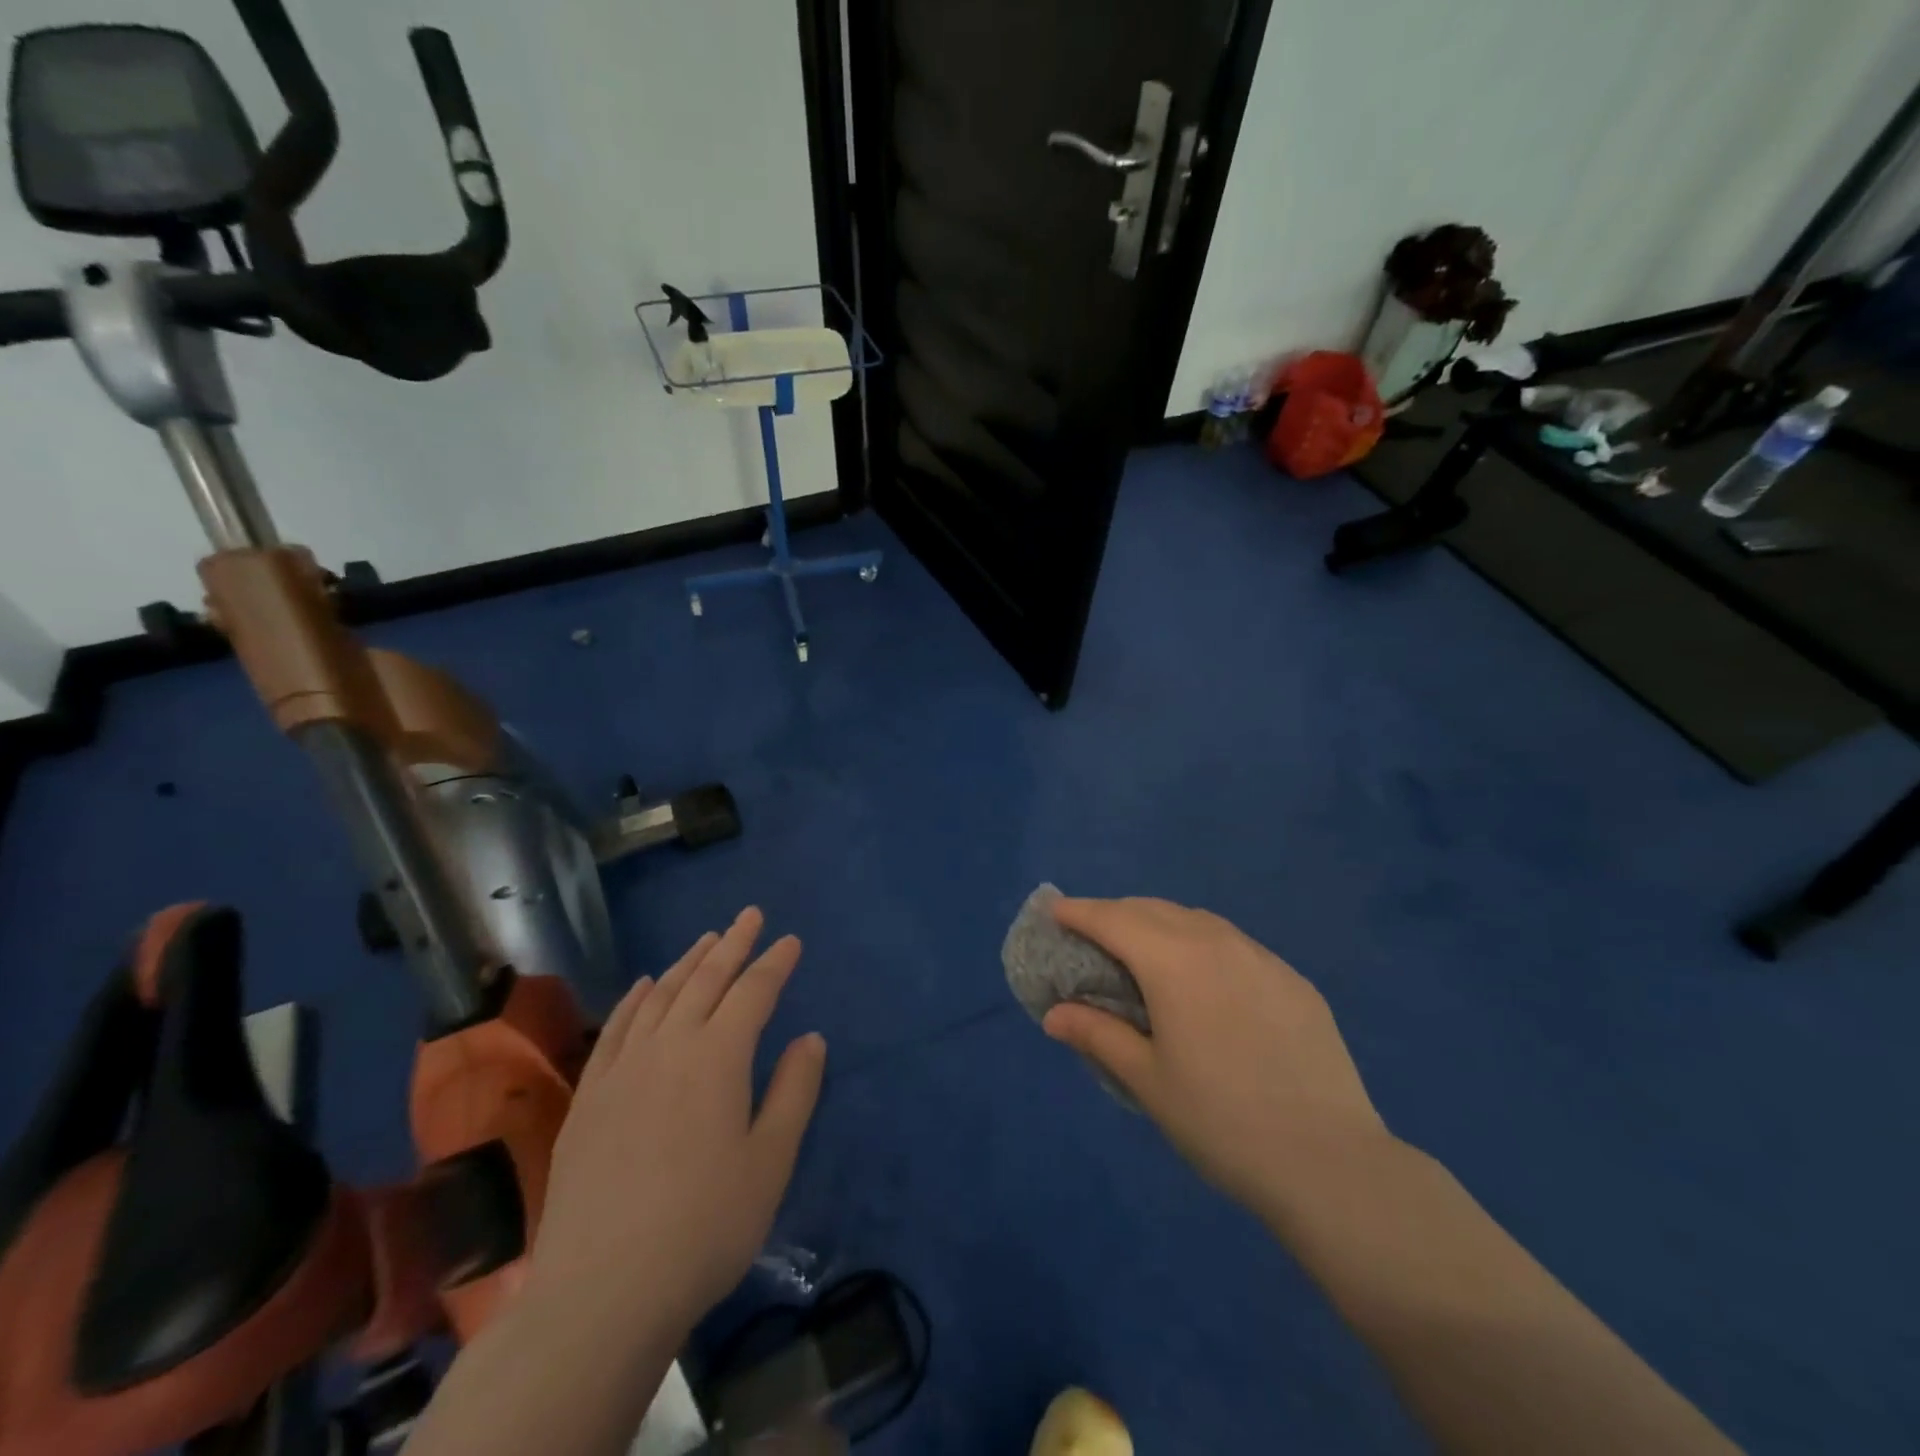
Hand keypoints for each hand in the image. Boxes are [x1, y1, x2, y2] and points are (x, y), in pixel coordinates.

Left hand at [526, 908, 826, 1337]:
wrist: (602, 1293)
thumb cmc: (704, 1227)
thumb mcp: (770, 1161)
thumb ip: (793, 1091)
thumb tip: (810, 1038)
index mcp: (718, 1058)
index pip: (753, 992)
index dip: (775, 963)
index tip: (791, 940)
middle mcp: (668, 1047)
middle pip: (705, 981)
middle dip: (732, 944)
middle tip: (749, 915)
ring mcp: (622, 1070)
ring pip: (659, 996)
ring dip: (687, 963)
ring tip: (706, 940)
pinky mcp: (589, 1097)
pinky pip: (614, 1029)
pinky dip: (634, 999)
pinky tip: (643, 987)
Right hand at [1044, 897, 1387, 1214]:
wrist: (1330, 1163)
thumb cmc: (1221, 1122)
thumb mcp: (1147, 1080)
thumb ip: (1097, 1035)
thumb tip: (1053, 1014)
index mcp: (1174, 962)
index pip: (1114, 919)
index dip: (1080, 912)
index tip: (1055, 911)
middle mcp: (1216, 942)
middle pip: (1153, 909)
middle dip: (1116, 913)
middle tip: (1092, 935)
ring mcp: (1261, 958)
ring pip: (1196, 920)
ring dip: (1160, 923)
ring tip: (1144, 951)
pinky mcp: (1293, 980)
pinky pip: (1234, 943)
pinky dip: (1202, 943)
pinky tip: (1204, 980)